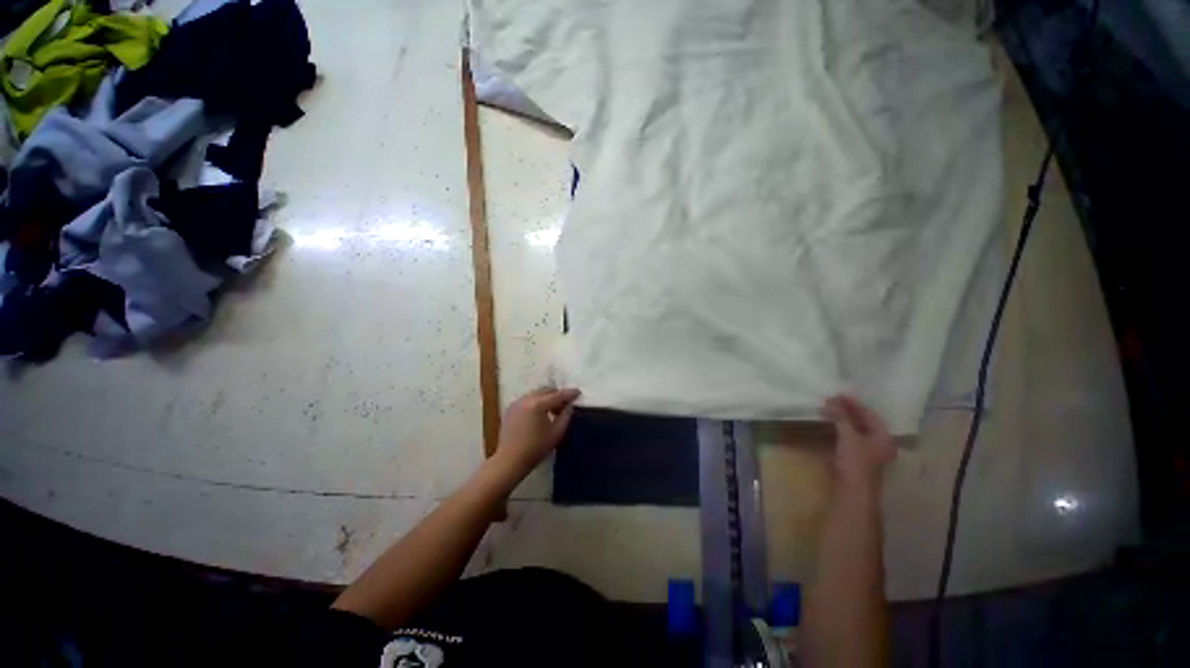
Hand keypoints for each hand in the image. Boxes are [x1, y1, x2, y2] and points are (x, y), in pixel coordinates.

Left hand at [491, 387, 580, 477]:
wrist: (510, 460)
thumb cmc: (536, 448)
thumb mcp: (556, 433)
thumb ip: (566, 416)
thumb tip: (570, 405)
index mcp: (538, 404)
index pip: (558, 395)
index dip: (569, 393)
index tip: (578, 392)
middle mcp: (526, 399)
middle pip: (546, 390)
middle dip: (557, 394)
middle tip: (565, 405)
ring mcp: (517, 402)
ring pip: (536, 393)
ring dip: (546, 397)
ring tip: (552, 411)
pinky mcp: (511, 408)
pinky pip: (527, 399)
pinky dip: (536, 401)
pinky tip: (539, 414)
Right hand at [822, 394, 895, 489]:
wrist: (853, 491)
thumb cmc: (856, 463)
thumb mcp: (849, 437)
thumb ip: (841, 418)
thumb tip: (831, 400)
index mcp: (884, 438)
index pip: (870, 415)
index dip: (854, 404)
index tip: (838, 394)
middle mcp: (880, 443)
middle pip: (864, 422)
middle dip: (847, 411)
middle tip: (831, 400)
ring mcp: (869, 451)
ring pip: (856, 429)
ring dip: (843, 419)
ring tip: (829, 409)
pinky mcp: (857, 457)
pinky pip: (850, 437)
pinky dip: (841, 428)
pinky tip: (831, 424)